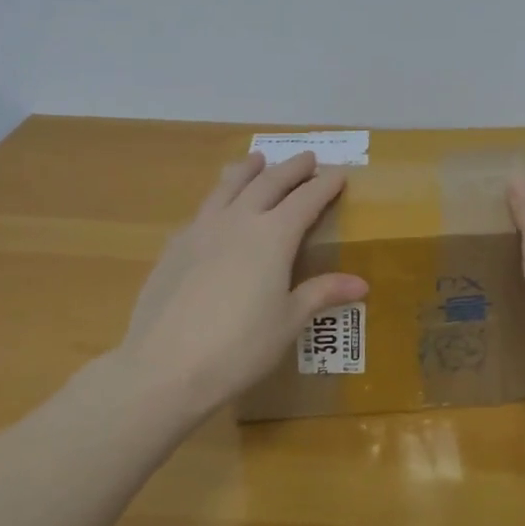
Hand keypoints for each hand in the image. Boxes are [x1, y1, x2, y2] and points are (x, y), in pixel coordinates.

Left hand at [120, 151, 366, 410]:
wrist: (164, 368)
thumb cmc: (239, 347)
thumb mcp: (288, 321)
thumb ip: (321, 293)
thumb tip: (361, 283)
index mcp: (273, 236)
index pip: (306, 200)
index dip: (324, 185)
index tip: (339, 174)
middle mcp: (238, 222)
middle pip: (268, 183)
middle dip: (291, 169)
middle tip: (307, 157)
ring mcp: (201, 231)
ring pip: (228, 187)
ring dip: (247, 170)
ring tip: (257, 159)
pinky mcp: (173, 247)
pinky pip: (202, 211)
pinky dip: (217, 200)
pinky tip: (215, 208)